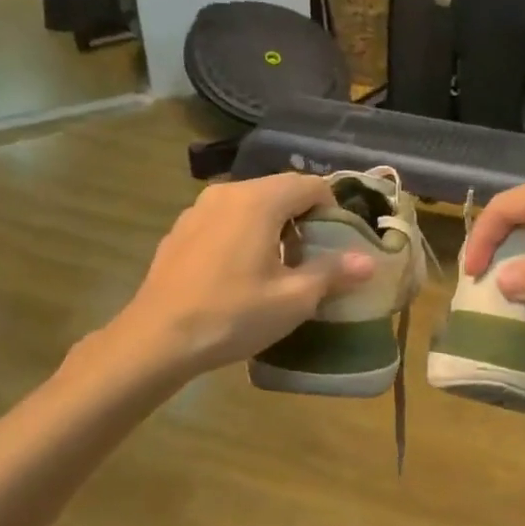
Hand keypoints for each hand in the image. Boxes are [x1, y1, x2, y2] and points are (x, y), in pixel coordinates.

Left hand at [86, 175, 374, 381]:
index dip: (332, 209)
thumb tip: (368, 261)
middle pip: (279, 191)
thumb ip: (333, 273)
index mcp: (259, 200)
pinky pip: (224, 221)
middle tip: (314, 259)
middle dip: (303, 218)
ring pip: (250, 206)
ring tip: (279, 268)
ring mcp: (197, 210)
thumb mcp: (294, 299)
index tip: (339, 242)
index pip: (310, 185)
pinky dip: (243, 235)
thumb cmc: (233, 315)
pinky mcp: (179, 232)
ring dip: (273, 227)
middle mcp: (227, 193)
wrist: (156, 340)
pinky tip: (240, 275)